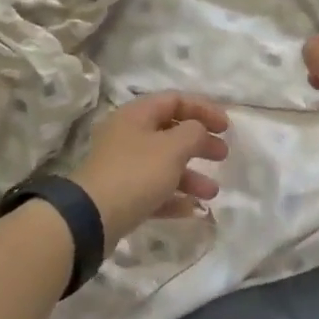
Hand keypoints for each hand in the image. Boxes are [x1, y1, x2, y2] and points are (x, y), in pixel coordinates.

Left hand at [71, 92, 229, 242]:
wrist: (92, 218)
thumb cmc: (136, 173)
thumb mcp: (173, 148)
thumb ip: (194, 132)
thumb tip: (198, 130)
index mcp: (137, 115)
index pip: (175, 100)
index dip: (204, 109)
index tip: (226, 127)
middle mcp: (128, 135)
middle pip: (171, 132)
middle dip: (200, 143)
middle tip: (223, 155)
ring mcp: (122, 166)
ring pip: (164, 164)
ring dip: (191, 175)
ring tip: (212, 192)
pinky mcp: (120, 195)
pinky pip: (153, 190)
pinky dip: (174, 196)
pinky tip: (193, 209)